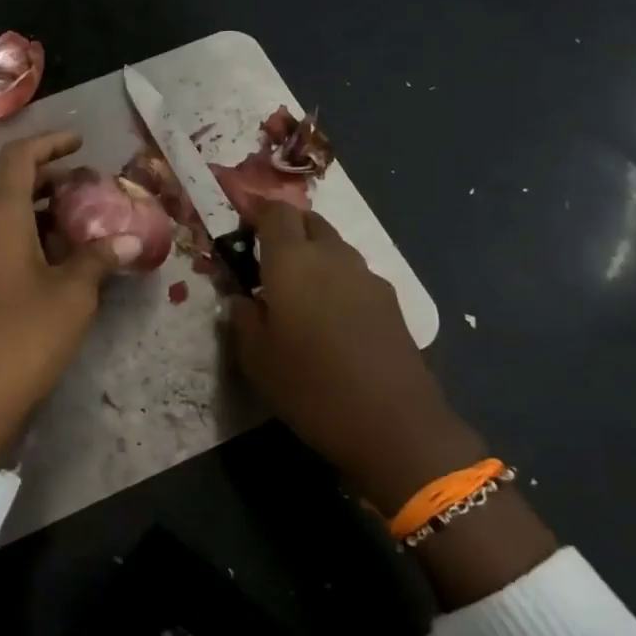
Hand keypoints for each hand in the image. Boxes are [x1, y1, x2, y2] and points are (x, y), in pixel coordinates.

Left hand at [0, 132, 141, 463]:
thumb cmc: (22, 337)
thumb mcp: (72, 295)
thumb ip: (100, 259)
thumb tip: (132, 239)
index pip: (19, 158)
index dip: (50, 144)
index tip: (81, 143)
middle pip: (9, 186)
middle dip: (50, 181)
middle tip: (89, 188)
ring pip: (3, 218)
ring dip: (40, 214)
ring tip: (82, 226)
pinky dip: (27, 240)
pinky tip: (57, 264)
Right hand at [228, 202, 485, 512]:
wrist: (394, 423)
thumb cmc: (310, 385)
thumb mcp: (255, 357)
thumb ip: (242, 317)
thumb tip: (241, 298)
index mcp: (292, 260)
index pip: (275, 211)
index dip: (256, 214)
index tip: (241, 235)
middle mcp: (332, 255)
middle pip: (309, 221)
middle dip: (286, 232)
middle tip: (266, 264)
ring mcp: (366, 276)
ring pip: (334, 247)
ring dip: (313, 256)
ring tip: (298, 295)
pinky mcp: (390, 301)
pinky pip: (354, 275)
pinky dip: (337, 281)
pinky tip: (331, 319)